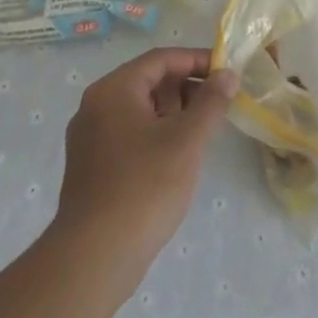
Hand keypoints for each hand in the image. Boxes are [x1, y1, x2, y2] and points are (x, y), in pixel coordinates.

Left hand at [52, 48, 239, 275]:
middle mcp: (96, 106)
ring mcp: (90, 138)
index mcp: (114, 90)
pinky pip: (130, 134)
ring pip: (140, 110)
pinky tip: (178, 156)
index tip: (226, 71)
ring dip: (173, 113)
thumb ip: (211, 102)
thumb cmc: (144, 187)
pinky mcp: (92, 167)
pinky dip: (156, 134)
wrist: (94, 258)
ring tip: (204, 131)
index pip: (161, 59)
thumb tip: (227, 74)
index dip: (196, 61)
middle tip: (219, 104)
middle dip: (186, 89)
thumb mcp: (187, 140)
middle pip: (149, 82)